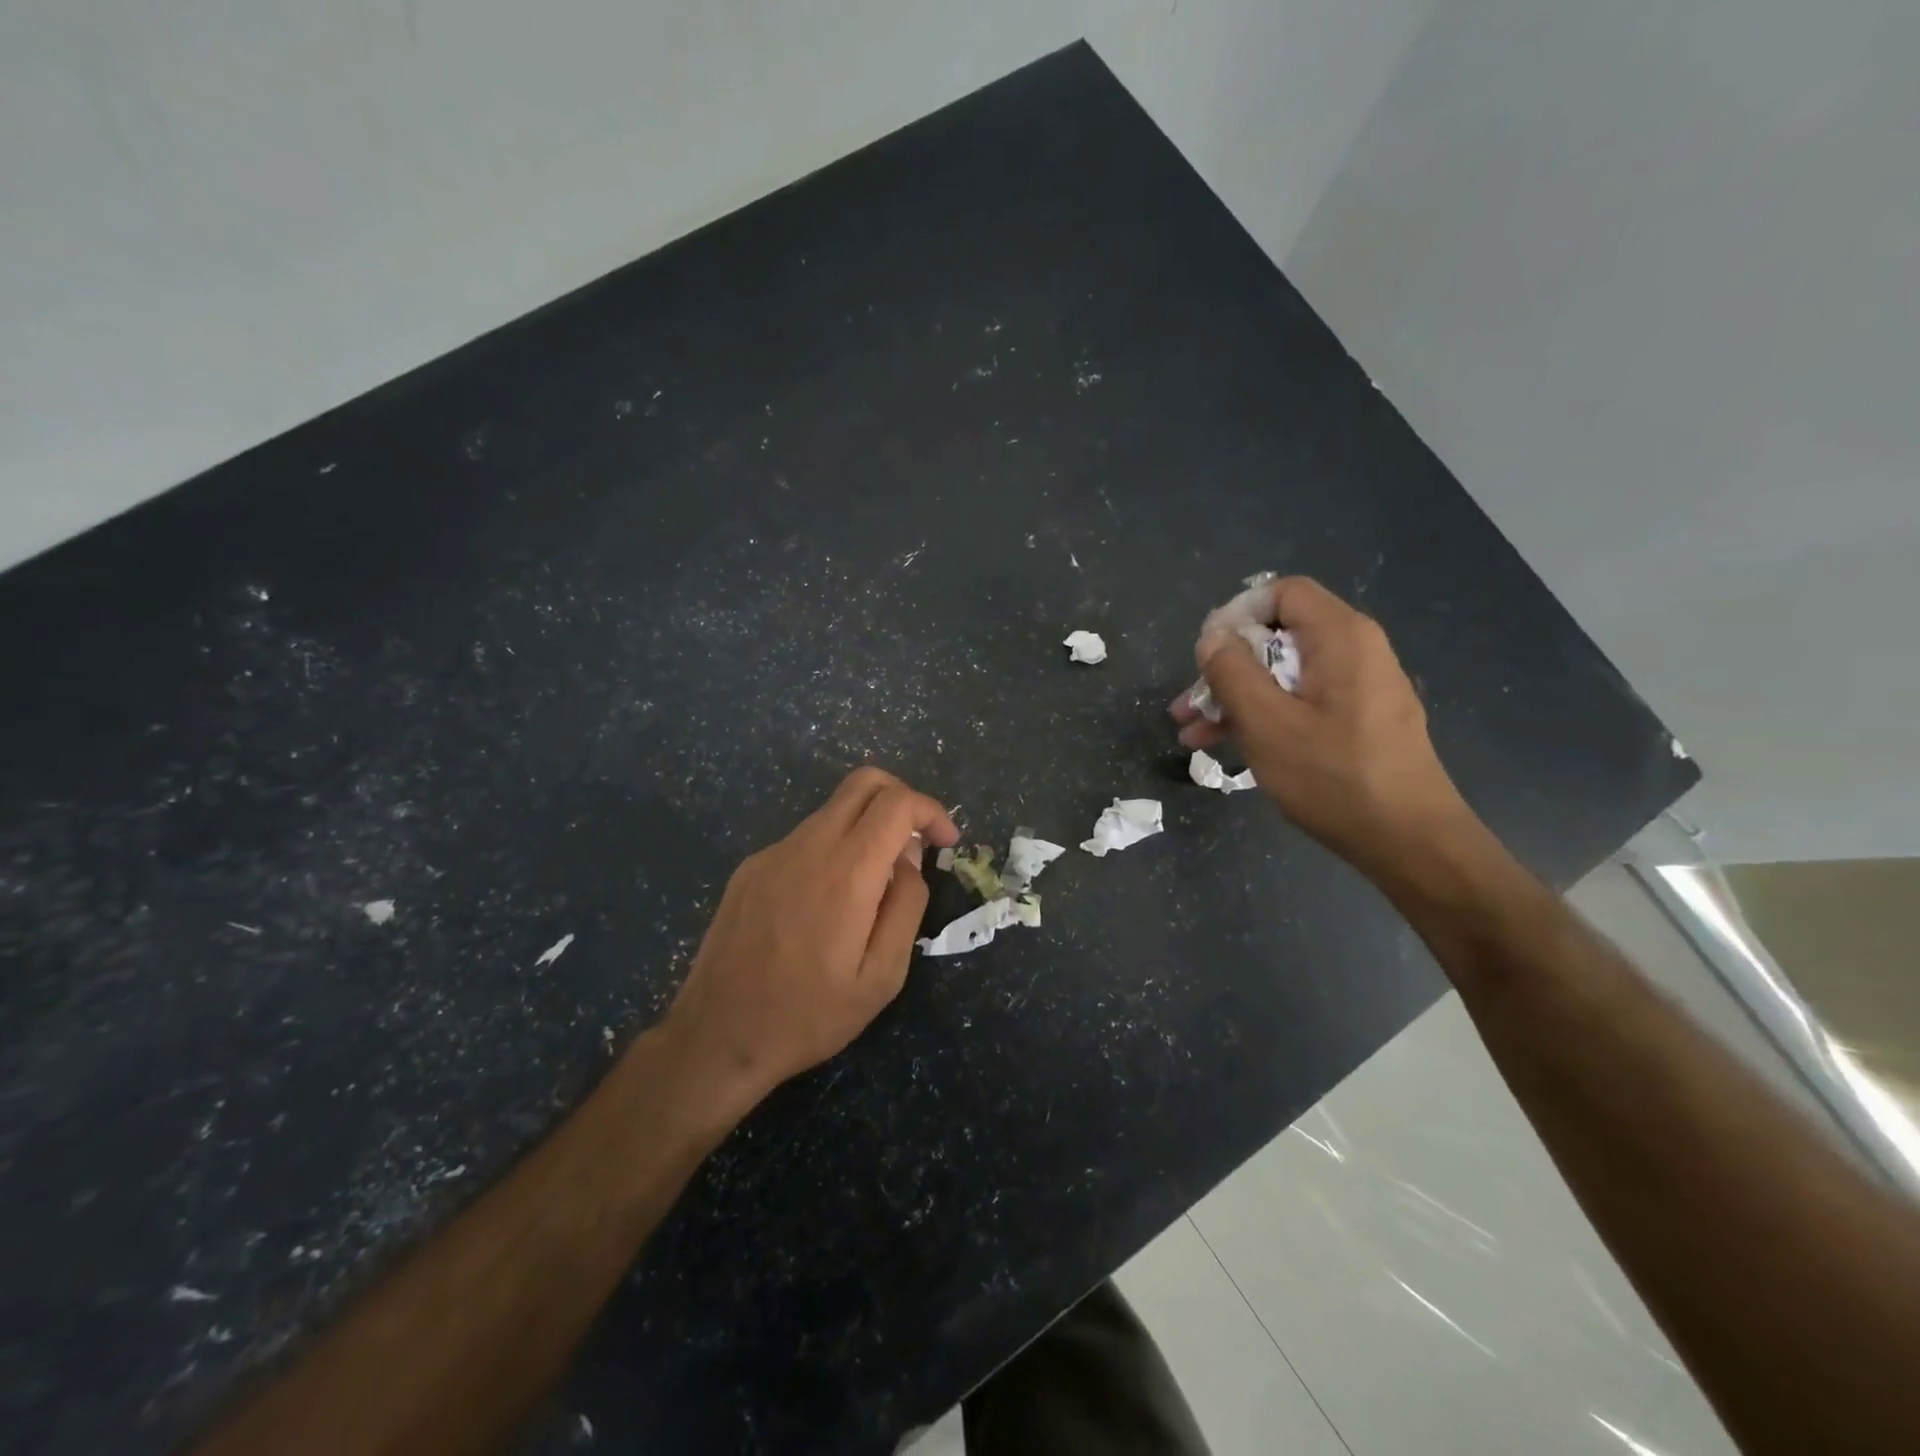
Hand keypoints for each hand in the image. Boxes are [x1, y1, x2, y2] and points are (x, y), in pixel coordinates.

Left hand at [660, 767, 959, 1111]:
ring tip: (875, 885)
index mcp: (846, 873)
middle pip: (864, 782)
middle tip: (917, 843)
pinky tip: (828, 903)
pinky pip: (805, 838)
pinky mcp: (750, 868)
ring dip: (867, 826)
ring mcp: (773, 853)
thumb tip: (909, 861)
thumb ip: (906, 907)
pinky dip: (833, 848)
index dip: (931, 810)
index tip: (946, 842)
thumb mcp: (881, 977)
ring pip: (833, 809)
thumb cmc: (808, 1016)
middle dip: (902, 798)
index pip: (896, 802)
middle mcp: (808, 847)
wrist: (717, 1037)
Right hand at [1170, 576, 1473, 881]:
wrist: (1409, 842)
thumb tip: (1212, 637)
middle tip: (1187, 705)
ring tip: (1192, 733)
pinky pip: (1301, 701)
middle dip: (1225, 668)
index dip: (1237, 615)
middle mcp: (1355, 651)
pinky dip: (1264, 715)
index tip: (1206, 656)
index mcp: (1340, 637)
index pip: (1283, 593)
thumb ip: (1232, 672)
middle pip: (1278, 636)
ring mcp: (1359, 687)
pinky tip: (1225, 745)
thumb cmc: (1333, 776)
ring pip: (1284, 674)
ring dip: (1236, 698)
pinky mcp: (1358, 720)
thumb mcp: (1266, 723)